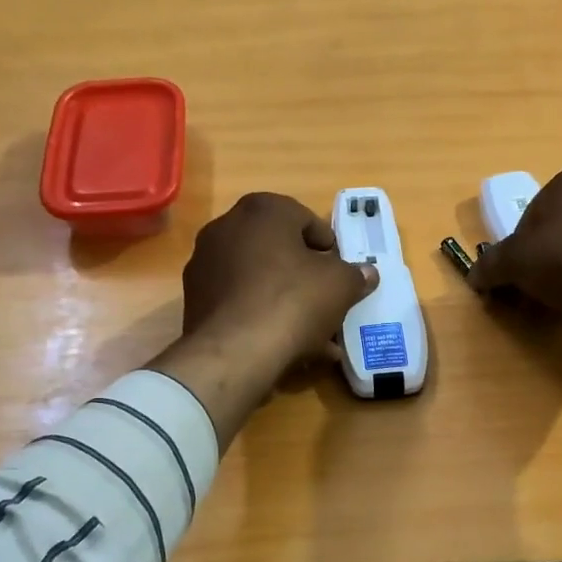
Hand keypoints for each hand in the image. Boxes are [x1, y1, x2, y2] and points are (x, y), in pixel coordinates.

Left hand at [150, 193, 375, 450]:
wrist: (236, 351)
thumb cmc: (294, 301)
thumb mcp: (340, 285)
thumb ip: (355, 275)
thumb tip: (366, 273)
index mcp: (262, 209)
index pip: (305, 219)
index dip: (328, 248)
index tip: (341, 272)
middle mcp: (226, 227)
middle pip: (278, 251)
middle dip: (305, 277)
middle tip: (327, 302)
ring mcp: (204, 264)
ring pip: (259, 280)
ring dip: (286, 301)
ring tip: (312, 335)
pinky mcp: (194, 300)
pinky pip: (239, 303)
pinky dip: (262, 317)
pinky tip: (285, 347)